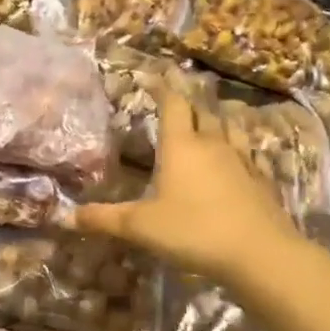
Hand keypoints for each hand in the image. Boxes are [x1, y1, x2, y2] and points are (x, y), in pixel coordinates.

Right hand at [69, 92, 297, 287]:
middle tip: (178, 98)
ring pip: (230, 128)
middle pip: (202, 112)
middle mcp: (213, 145)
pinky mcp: (263, 181)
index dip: (163, 88)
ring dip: (218, 120)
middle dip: (189, 102)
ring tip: (211, 118)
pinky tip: (241, 157)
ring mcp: (242, 161)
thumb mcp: (140, 227)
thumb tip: (67, 216)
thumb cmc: (193, 231)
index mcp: (181, 146)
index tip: (154, 76)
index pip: (172, 104)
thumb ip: (105, 219)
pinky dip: (241, 149)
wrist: (259, 253)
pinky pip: (250, 154)